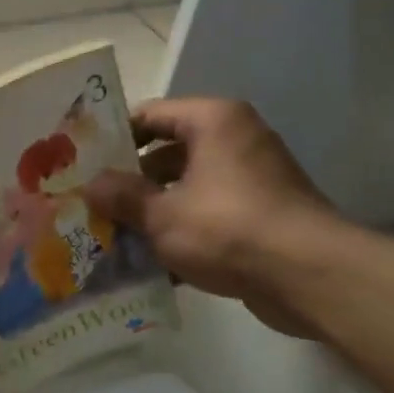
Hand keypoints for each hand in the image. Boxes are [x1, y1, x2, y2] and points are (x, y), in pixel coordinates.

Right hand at [83, 97, 347, 336]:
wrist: (309, 277)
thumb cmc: (228, 228)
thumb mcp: (161, 214)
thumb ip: (121, 196)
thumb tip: (90, 185)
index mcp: (213, 121)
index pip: (150, 114)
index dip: (114, 138)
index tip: (83, 163)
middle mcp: (235, 139)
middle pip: (167, 153)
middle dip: (131, 182)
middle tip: (94, 204)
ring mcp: (252, 178)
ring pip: (186, 187)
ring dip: (153, 212)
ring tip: (114, 237)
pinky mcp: (262, 214)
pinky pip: (209, 213)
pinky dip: (183, 232)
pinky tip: (152, 265)